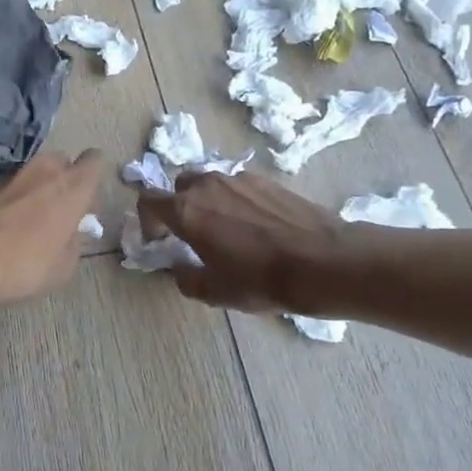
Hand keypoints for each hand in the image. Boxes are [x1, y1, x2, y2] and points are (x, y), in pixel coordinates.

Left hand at [0, 152, 102, 306]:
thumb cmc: (25, 262)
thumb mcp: (63, 266)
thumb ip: (74, 242)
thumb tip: (72, 233)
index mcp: (73, 185)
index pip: (94, 161)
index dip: (90, 177)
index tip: (84, 198)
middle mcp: (45, 168)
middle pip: (61, 162)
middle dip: (60, 180)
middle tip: (54, 209)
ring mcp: (12, 170)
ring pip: (31, 171)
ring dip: (32, 187)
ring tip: (24, 216)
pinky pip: (7, 183)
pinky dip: (8, 195)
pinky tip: (0, 220)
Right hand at [137, 171, 346, 313]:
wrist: (323, 262)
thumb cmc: (261, 280)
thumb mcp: (215, 292)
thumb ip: (186, 278)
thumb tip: (180, 269)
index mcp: (186, 210)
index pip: (148, 200)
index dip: (147, 220)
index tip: (160, 240)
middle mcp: (207, 185)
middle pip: (180, 186)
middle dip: (179, 206)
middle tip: (193, 234)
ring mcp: (239, 179)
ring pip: (211, 184)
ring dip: (210, 202)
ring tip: (228, 230)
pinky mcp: (267, 180)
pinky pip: (239, 187)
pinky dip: (237, 202)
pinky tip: (257, 227)